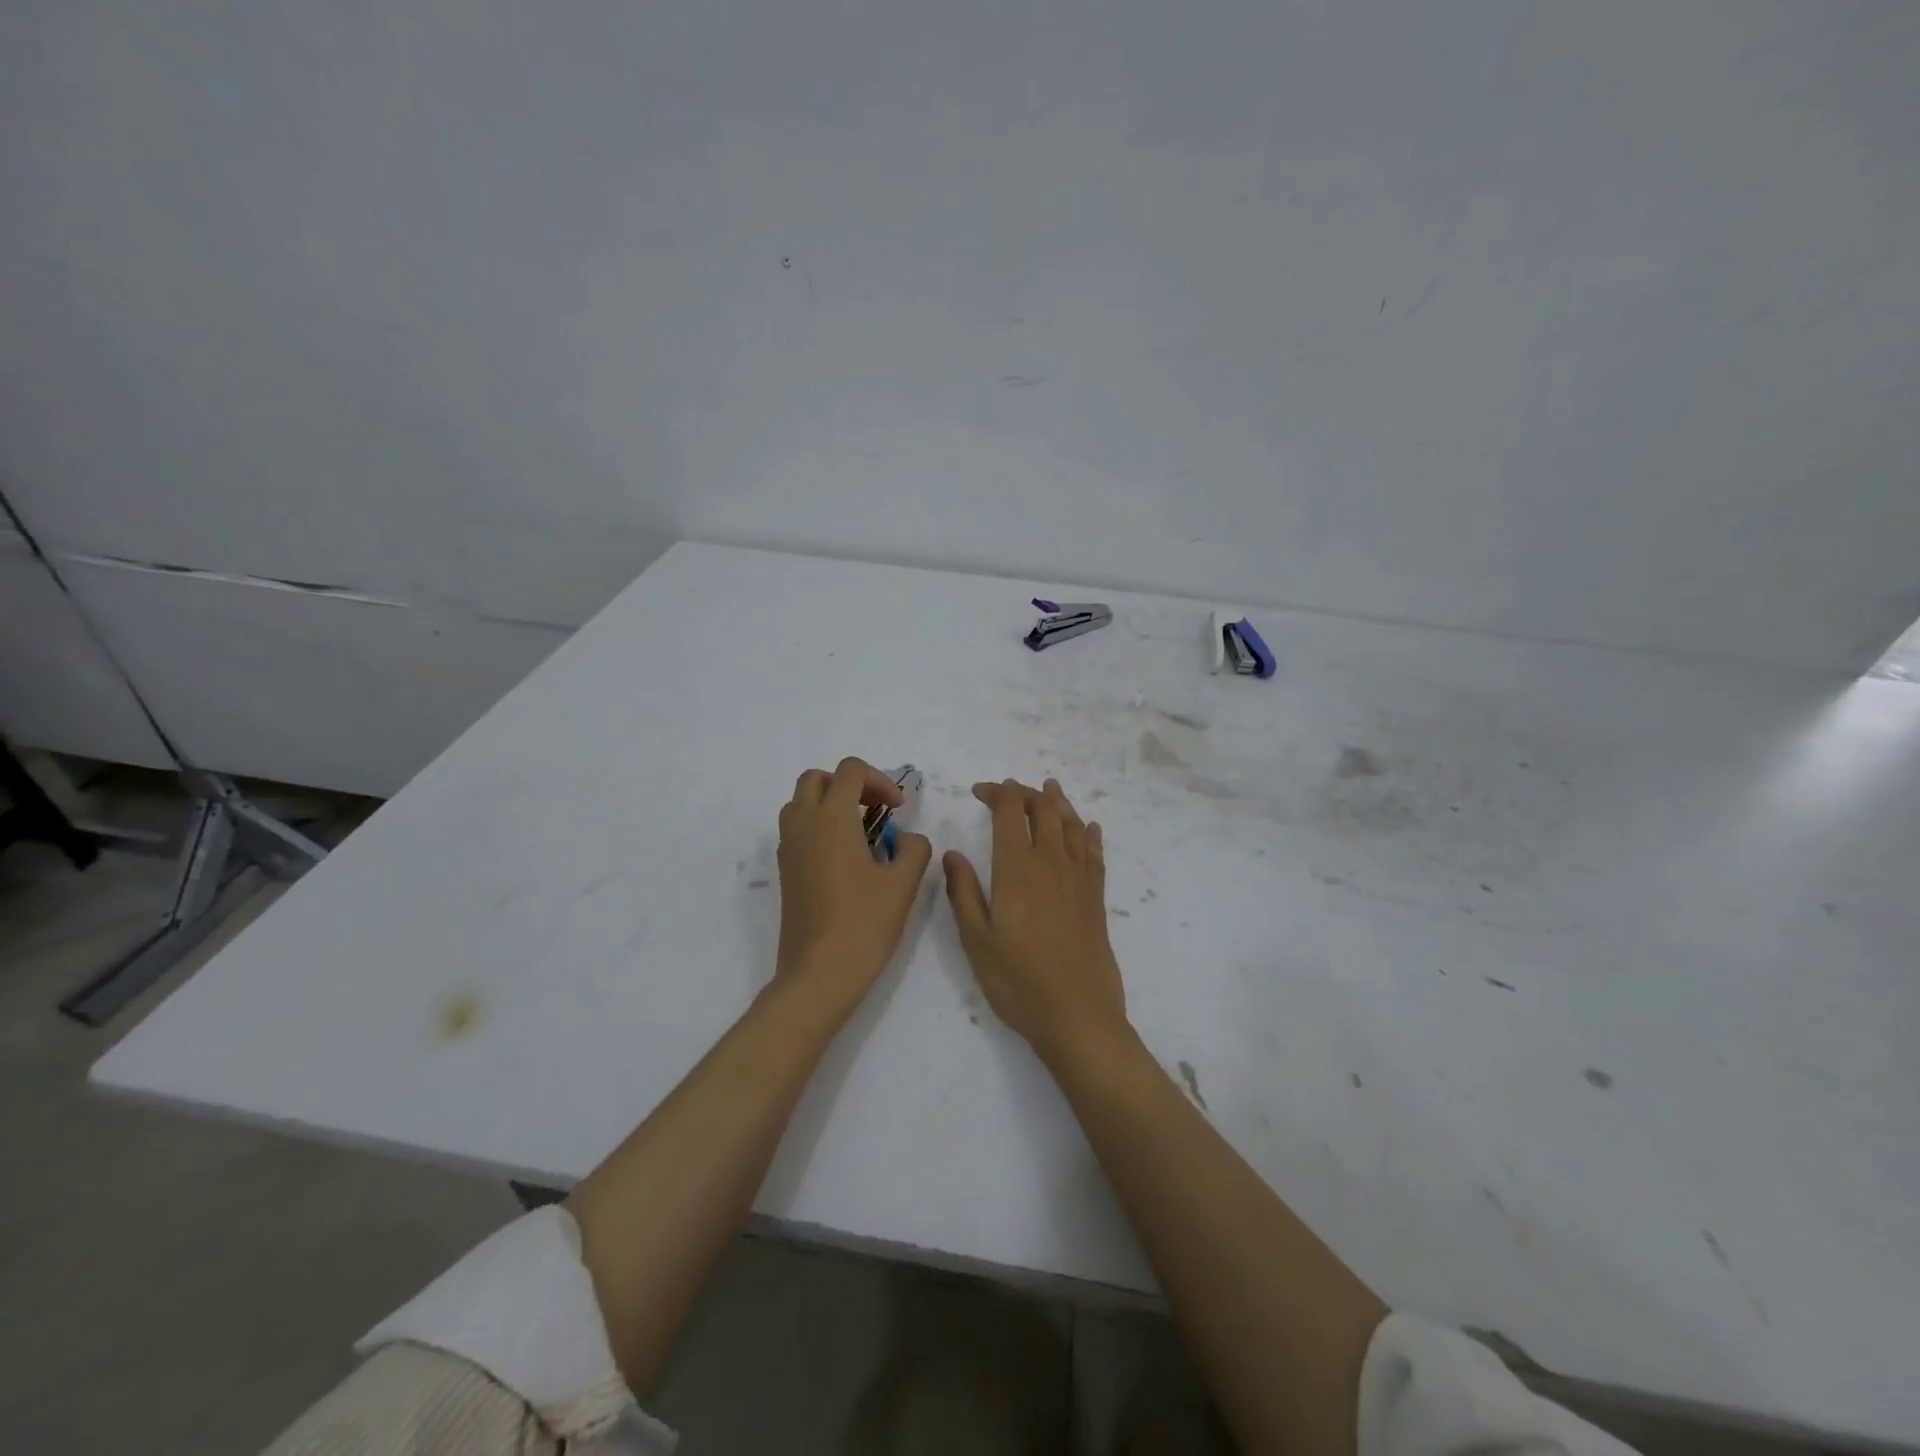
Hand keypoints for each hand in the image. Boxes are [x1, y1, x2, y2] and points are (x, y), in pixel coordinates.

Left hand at [776, 757, 932, 1011]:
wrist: (819, 973)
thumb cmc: (864, 924)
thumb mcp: (903, 883)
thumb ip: (913, 848)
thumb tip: (904, 839)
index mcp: (832, 818)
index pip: (850, 770)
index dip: (880, 781)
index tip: (898, 810)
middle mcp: (803, 824)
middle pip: (817, 778)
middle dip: (849, 784)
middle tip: (876, 811)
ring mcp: (788, 848)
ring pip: (801, 802)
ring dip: (829, 803)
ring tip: (860, 832)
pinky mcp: (785, 870)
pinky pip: (796, 829)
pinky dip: (818, 826)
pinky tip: (844, 858)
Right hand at [943, 778, 1129, 1063]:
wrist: (1078, 1016)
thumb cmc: (1018, 981)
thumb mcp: (976, 940)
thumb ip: (962, 892)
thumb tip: (952, 854)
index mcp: (1017, 868)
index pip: (1010, 811)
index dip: (996, 792)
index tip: (978, 792)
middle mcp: (1051, 862)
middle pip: (1044, 809)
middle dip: (1025, 792)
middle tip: (1007, 792)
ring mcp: (1079, 878)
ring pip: (1071, 824)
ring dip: (1058, 802)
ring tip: (1049, 789)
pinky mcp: (1096, 897)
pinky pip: (1094, 852)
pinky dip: (1088, 833)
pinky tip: (1087, 827)